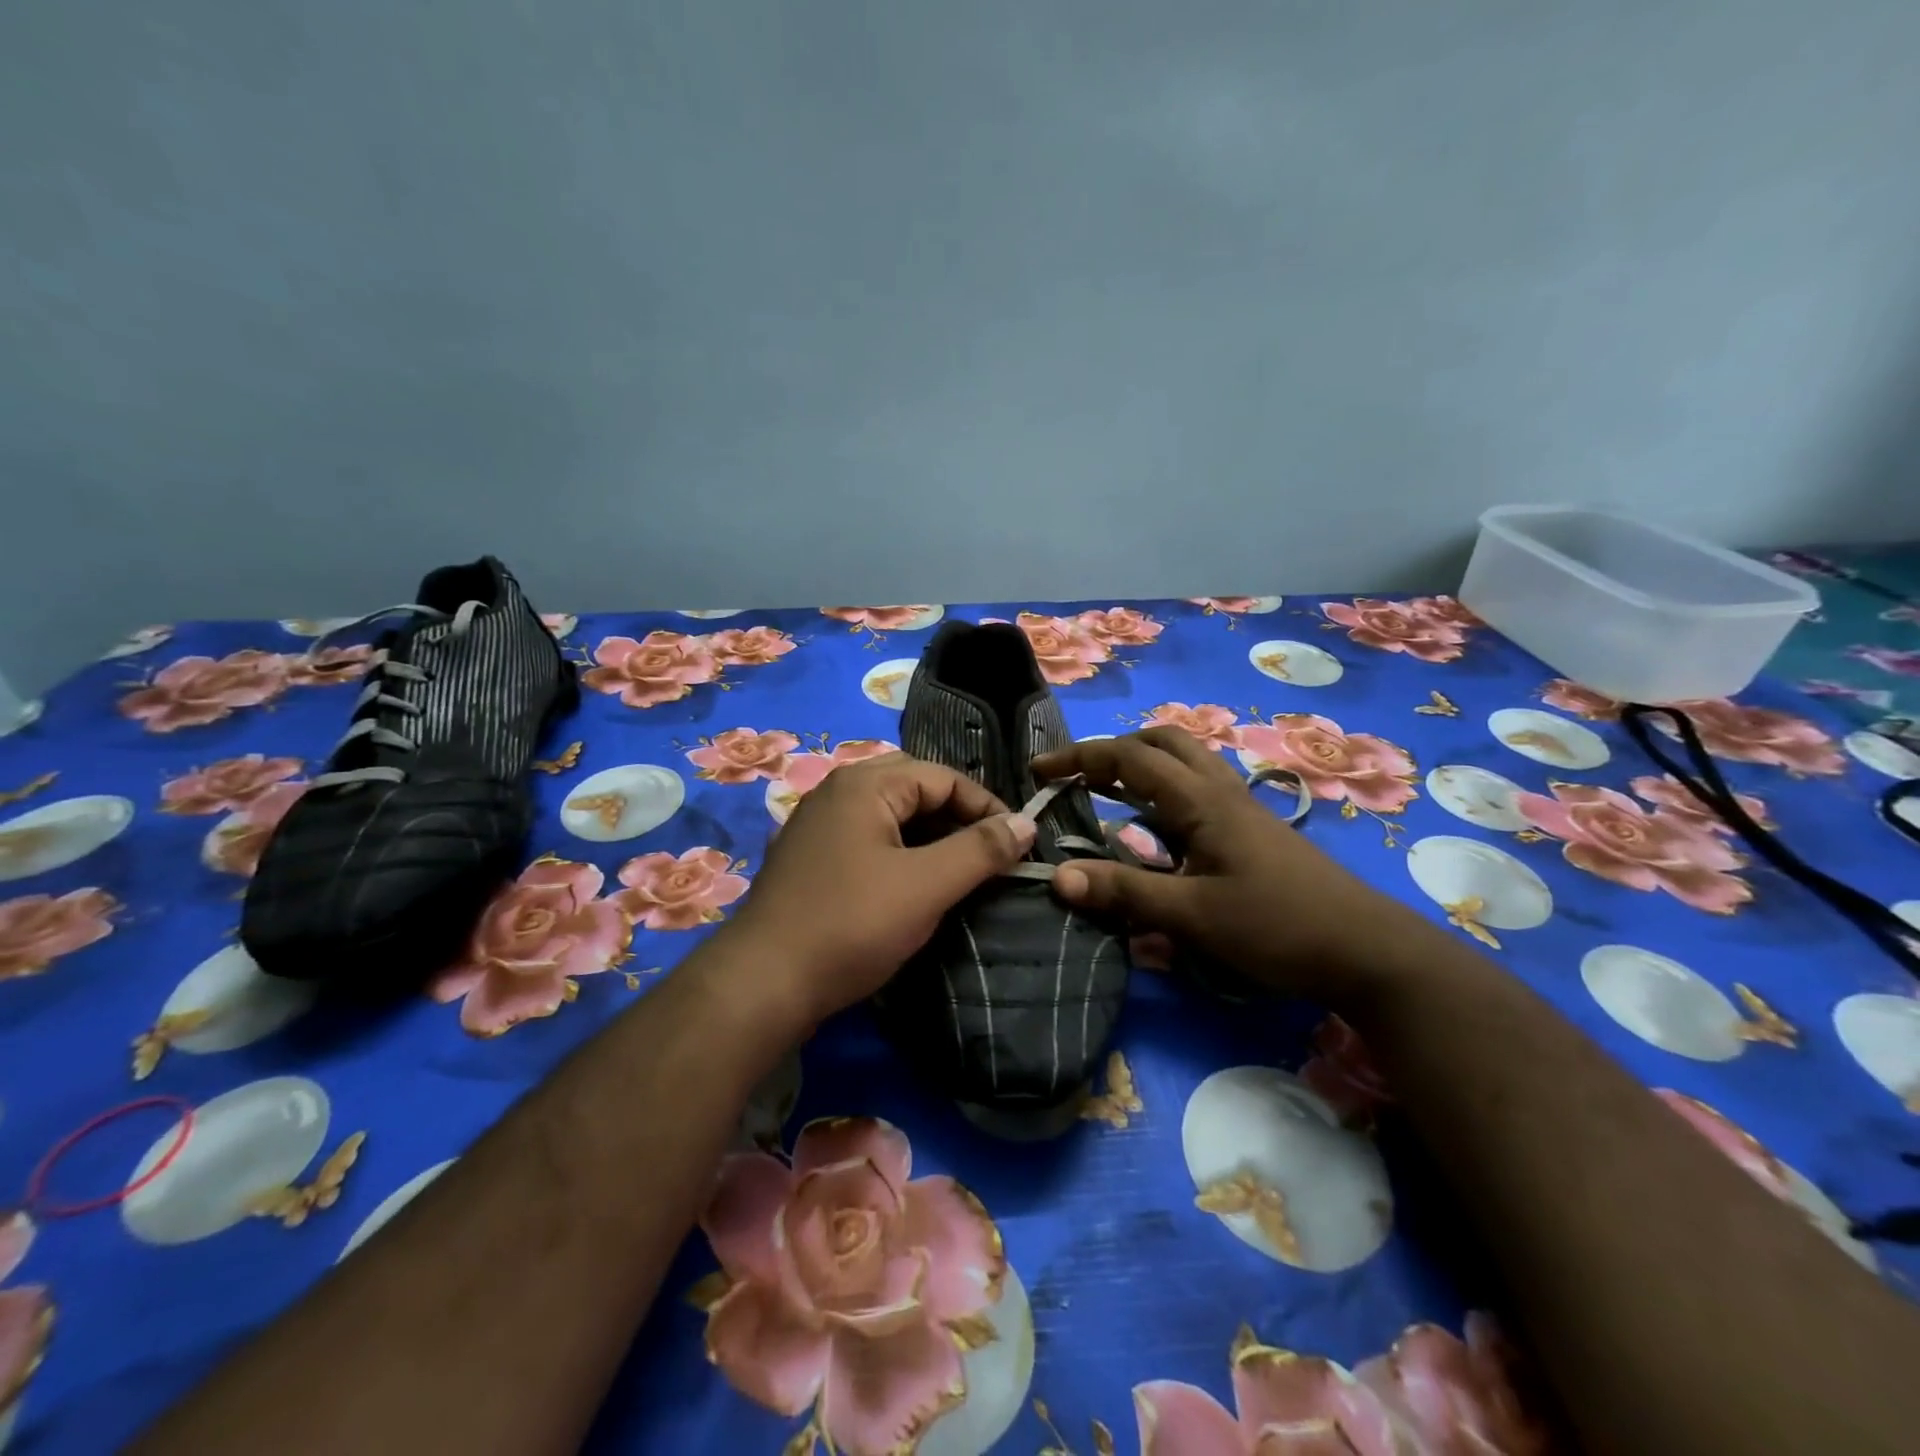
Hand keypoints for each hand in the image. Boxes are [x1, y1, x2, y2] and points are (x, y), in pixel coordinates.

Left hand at [723, 752, 1036, 1029]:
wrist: (763, 983)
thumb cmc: (852, 924)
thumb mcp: (927, 886)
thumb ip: (980, 850)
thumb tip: (1026, 822)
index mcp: (863, 784)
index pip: (942, 776)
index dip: (986, 806)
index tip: (1017, 843)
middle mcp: (836, 792)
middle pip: (913, 787)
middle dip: (955, 815)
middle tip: (986, 852)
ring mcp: (818, 825)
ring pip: (889, 815)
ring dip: (928, 835)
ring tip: (958, 870)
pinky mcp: (810, 858)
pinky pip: (867, 838)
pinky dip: (899, 851)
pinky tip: (912, 884)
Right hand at [1031, 728, 1412, 999]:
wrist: (1367, 951)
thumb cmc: (1277, 927)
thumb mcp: (1192, 916)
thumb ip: (1124, 893)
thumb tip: (1057, 877)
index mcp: (1201, 800)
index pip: (1129, 757)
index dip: (1080, 758)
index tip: (1039, 770)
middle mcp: (1220, 791)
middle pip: (1163, 742)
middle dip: (1115, 750)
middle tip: (1080, 778)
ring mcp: (1240, 810)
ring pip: (1185, 764)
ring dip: (1142, 768)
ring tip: (1107, 796)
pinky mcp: (1252, 832)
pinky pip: (1197, 794)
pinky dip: (1164, 796)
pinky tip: (1155, 833)